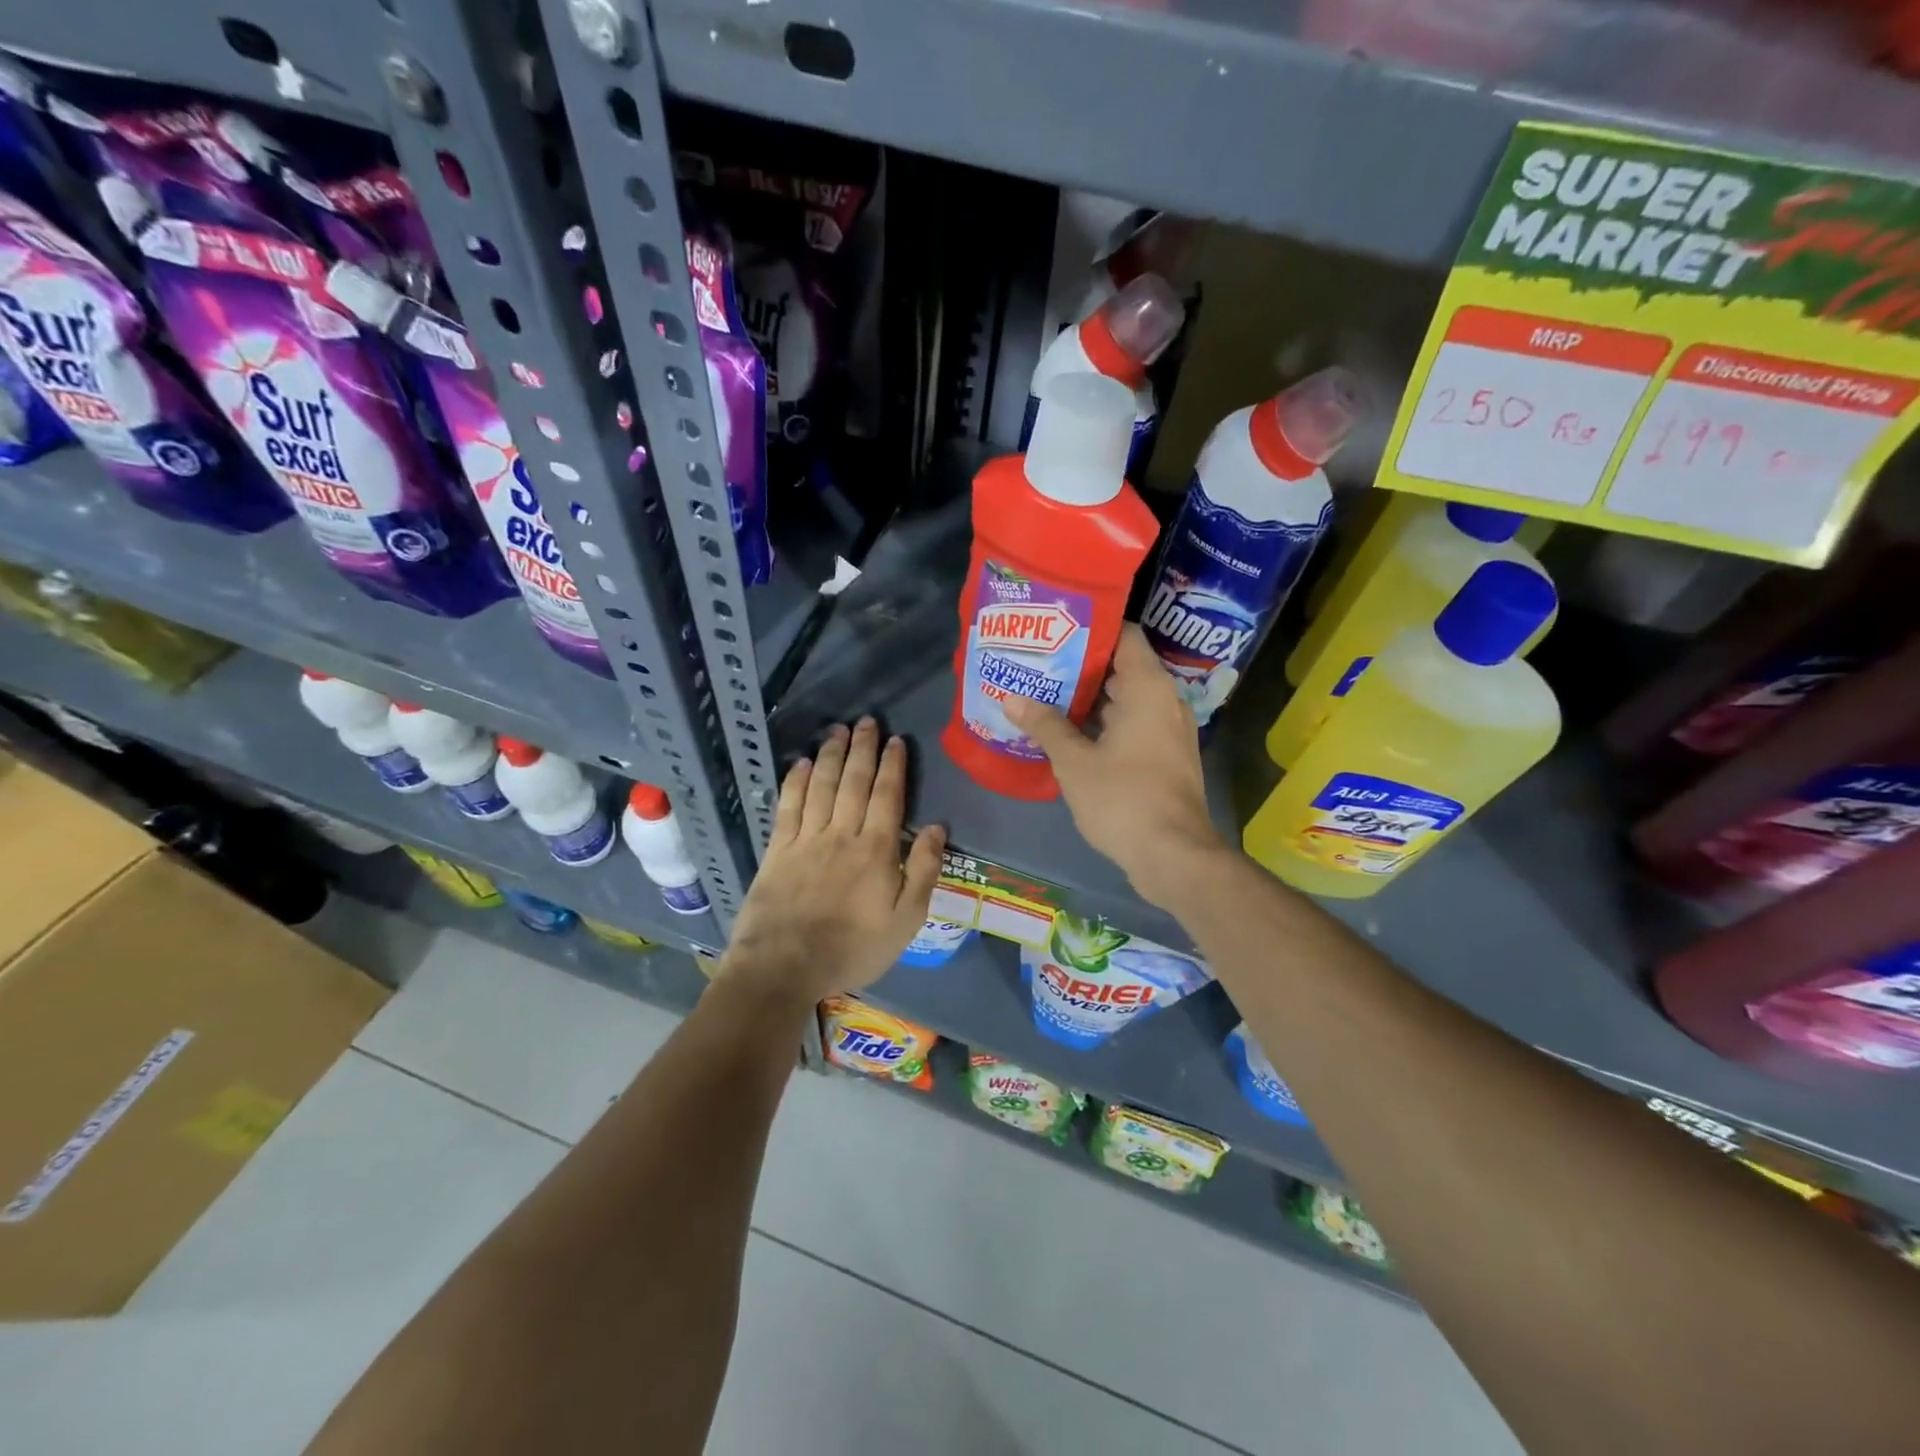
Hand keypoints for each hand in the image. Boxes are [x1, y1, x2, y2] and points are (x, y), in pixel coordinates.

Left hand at [721, 717, 945, 1003]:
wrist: (785, 966)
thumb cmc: (852, 948)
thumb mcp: (906, 921)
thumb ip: (924, 871)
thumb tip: (938, 828)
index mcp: (876, 850)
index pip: (888, 795)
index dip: (893, 765)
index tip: (896, 740)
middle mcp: (842, 834)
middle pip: (854, 781)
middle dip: (862, 749)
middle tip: (866, 721)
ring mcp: (806, 839)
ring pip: (821, 786)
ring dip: (830, 755)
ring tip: (837, 730)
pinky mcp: (777, 849)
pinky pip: (788, 806)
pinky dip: (795, 781)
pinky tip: (800, 763)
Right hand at [1005, 625, 1225, 908]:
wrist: (1174, 856)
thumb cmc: (1123, 798)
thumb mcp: (1075, 762)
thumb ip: (1045, 725)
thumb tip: (1011, 698)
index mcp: (1148, 688)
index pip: (1124, 635)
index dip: (1091, 627)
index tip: (1055, 628)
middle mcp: (1164, 701)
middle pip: (1121, 668)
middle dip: (1079, 666)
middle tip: (1037, 662)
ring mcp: (1167, 731)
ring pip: (1124, 701)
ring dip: (1088, 700)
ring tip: (1043, 694)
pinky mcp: (1164, 758)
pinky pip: (1131, 726)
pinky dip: (1102, 725)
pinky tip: (1066, 733)